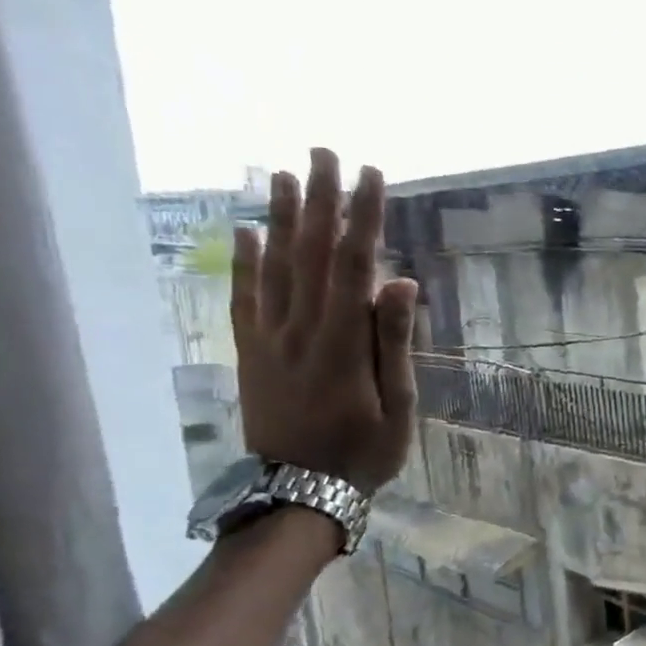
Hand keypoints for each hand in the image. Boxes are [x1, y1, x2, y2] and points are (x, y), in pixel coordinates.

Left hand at [230, 148, 417, 492]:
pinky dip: (244, 262)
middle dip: (319, 199)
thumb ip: (395, 341)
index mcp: (342, 341)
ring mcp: (269, 338)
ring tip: (284, 173)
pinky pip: (244, 298)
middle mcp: (300, 328)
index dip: (363, 216)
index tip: (372, 175)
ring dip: (280, 217)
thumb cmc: (363, 452)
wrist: (298, 493)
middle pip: (308, 252)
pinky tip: (246, 231)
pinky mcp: (250, 352)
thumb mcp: (398, 405)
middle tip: (323, 153)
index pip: (353, 264)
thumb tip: (401, 282)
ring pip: (274, 266)